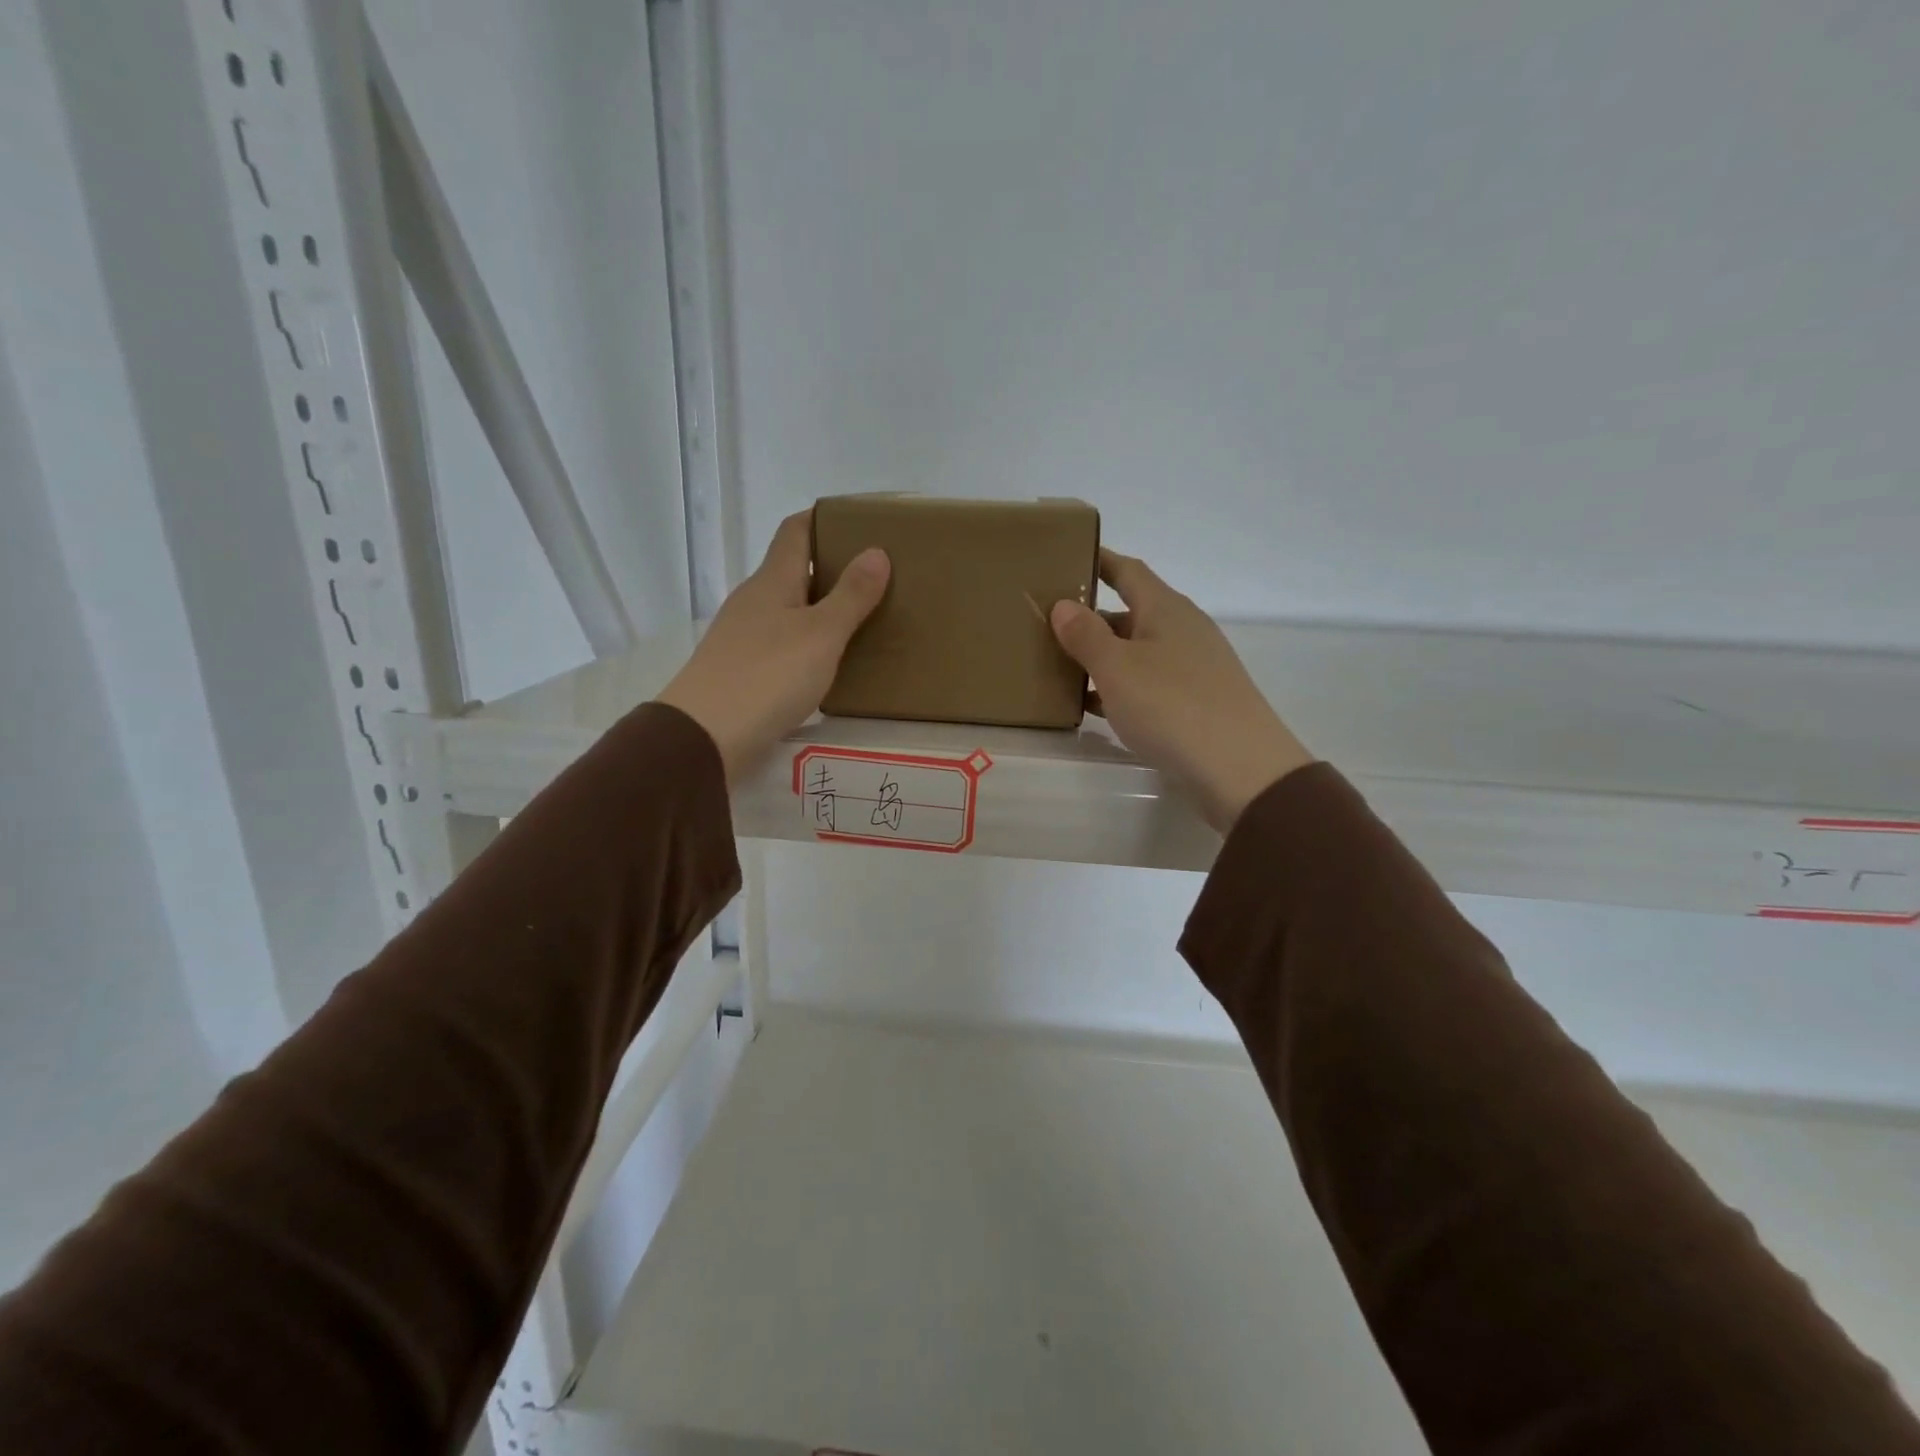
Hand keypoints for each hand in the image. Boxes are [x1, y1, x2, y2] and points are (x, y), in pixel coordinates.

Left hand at [658, 511, 889, 780]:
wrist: (705, 735)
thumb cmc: (769, 676)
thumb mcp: (822, 634)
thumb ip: (851, 595)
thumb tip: (875, 551)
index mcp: (773, 581)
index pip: (795, 531)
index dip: (823, 518)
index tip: (857, 522)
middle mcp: (754, 600)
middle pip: (792, 569)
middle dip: (830, 567)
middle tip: (874, 577)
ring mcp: (742, 635)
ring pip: (787, 608)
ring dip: (819, 608)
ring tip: (859, 620)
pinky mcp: (740, 668)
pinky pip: (781, 641)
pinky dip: (807, 641)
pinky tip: (826, 662)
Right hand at [1051, 549, 1312, 832]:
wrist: (1240, 770)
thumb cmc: (1172, 706)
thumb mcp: (1117, 668)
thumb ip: (1086, 635)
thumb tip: (1064, 604)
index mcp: (1166, 609)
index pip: (1128, 571)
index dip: (1098, 560)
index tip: (1066, 556)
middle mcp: (1183, 630)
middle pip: (1130, 612)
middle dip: (1090, 617)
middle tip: (1046, 624)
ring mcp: (1193, 667)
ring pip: (1137, 651)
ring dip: (1101, 657)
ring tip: (1059, 666)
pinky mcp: (1196, 702)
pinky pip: (1147, 684)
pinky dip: (1119, 688)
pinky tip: (1092, 706)